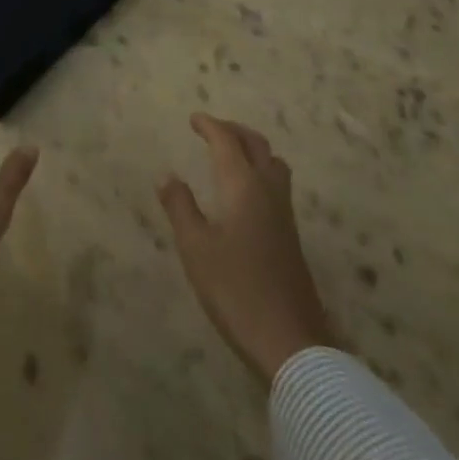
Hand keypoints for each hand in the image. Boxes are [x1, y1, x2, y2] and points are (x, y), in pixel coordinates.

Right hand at [159, 112, 338, 385]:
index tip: (193, 119)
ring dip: (252, 149)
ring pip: (273, 162)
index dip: (210, 125)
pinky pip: (277, 183)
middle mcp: (268, 189)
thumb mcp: (196, 249)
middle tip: (212, 130)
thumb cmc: (236, 289)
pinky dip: (260, 170)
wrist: (290, 340)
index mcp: (243, 185)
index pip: (227, 141)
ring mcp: (284, 213)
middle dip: (233, 130)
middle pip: (256, 144)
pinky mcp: (291, 235)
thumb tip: (167, 175)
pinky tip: (246, 192)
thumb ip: (181, 207)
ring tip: (232, 154)